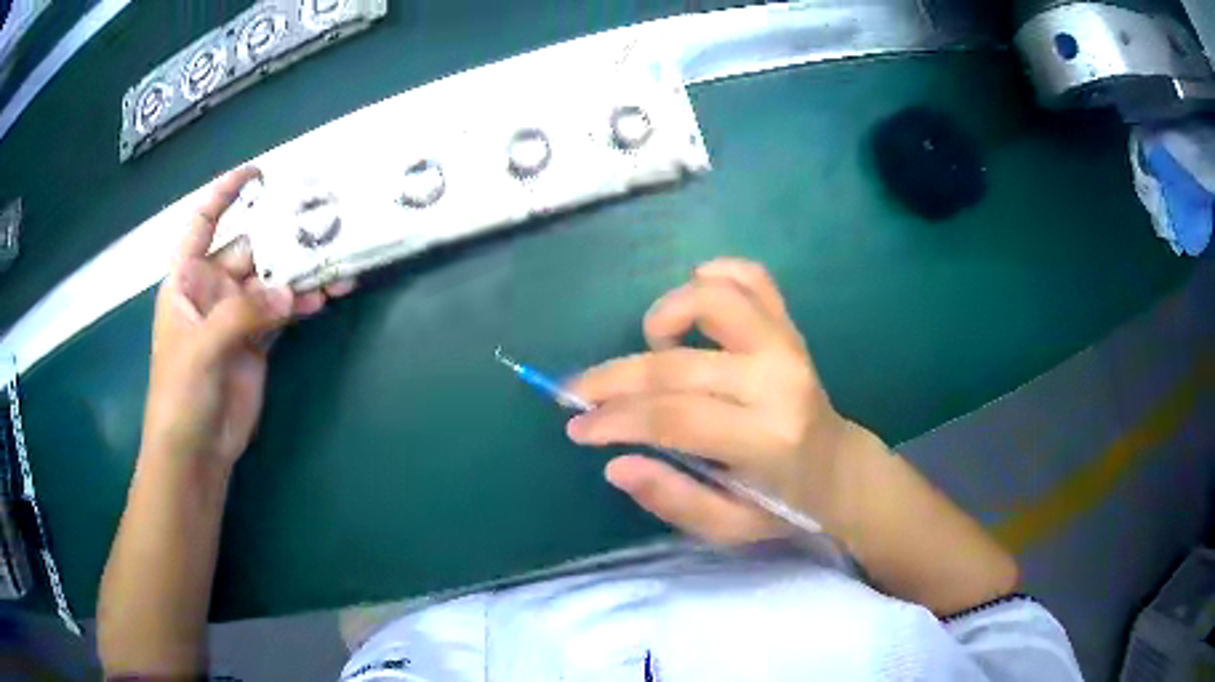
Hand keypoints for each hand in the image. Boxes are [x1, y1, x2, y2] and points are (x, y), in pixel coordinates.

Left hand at [141, 167, 352, 467]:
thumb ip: (242, 315)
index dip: (225, 194)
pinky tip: (326, 296)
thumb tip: (291, 291)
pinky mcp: (258, 340)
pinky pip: (284, 310)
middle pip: (248, 249)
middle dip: (280, 236)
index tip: (258, 174)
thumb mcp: (202, 348)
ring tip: (335, 261)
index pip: (202, 222)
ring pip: (271, 280)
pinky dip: (304, 302)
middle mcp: (212, 289)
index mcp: (187, 279)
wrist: (196, 450)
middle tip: (320, 222)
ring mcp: (237, 315)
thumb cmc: (181, 393)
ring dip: (300, 271)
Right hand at [567, 259, 874, 543]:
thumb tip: (615, 464)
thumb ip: (674, 500)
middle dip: (613, 379)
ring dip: (666, 313)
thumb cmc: (783, 505)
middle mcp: (777, 381)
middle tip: (578, 392)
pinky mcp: (789, 327)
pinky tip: (692, 294)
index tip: (577, 426)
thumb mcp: (729, 527)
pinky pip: (752, 278)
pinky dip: (716, 274)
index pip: (673, 417)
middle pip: (677, 365)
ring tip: (649, 343)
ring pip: (714, 300)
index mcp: (767, 438)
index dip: (614, 419)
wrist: (840, 469)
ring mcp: (786, 345)